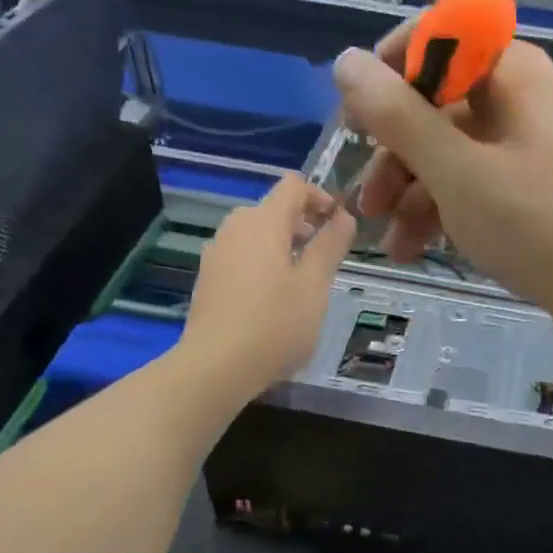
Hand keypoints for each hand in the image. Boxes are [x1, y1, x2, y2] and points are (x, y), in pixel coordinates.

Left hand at [180, 176, 356, 401]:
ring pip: (257, 236)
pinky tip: (274, 303)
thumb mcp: (315, 286)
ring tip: (303, 285)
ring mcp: (216, 254)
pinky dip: (264, 266)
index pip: (293, 186)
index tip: (340, 227)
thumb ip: (330, 246)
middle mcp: (234, 228)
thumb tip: (344, 216)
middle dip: (304, 226)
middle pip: (273, 210)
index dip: (321, 197)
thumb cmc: (275, 324)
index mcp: (263, 222)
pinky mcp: (208, 280)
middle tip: (326, 260)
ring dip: (284, 248)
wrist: (216, 367)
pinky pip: (242, 258)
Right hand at [331, 33, 552, 346]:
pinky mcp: (532, 188)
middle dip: (393, 154)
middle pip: (437, 105)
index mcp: (510, 71)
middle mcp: (520, 97)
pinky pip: (475, 184)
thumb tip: (346, 60)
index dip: (389, 75)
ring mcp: (528, 146)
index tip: (356, 124)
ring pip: (451, 153)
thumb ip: (396, 115)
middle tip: (365, 204)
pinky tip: (414, 249)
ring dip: (411, 193)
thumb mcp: (456, 171)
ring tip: (387, 242)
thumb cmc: (535, 225)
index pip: (436, 39)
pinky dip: (442, 211)